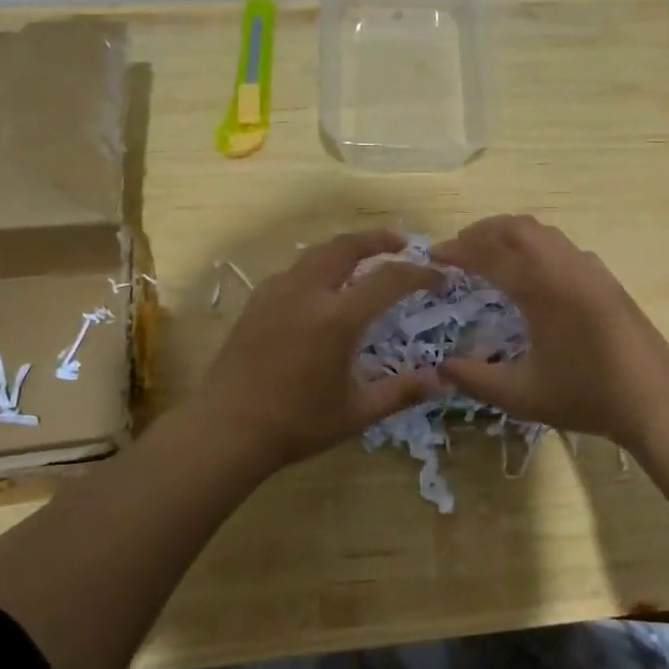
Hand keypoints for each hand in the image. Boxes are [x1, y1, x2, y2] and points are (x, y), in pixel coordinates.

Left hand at [189, 230, 443, 471]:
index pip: (389, 279)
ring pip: (318, 252)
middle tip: (402, 244)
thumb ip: (401, 392)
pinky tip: (323, 287)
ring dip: (347, 248)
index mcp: (337, 317)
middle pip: (347, 246)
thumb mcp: (357, 412)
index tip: (440, 277)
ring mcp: (278, 292)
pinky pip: (295, 269)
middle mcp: (308, 292)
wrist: (227, 428)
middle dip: (379, 239)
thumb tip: (441, 381)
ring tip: (365, 259)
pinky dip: (319, 266)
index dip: (420, 274)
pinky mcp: (257, 300)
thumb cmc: (296, 423)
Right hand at [432, 215, 668, 445]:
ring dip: (509, 234)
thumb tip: (441, 367)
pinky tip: (531, 272)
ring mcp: (589, 268)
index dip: (457, 250)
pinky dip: (535, 244)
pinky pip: (561, 244)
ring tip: (488, 253)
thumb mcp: (522, 396)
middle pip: (516, 227)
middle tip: (457, 249)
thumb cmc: (586, 395)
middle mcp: (564, 266)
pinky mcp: (605, 277)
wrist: (656, 400)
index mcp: (541, 288)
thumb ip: (476, 379)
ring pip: (542, 231)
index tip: (433, 255)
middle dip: (481, 231)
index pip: (489, 254)